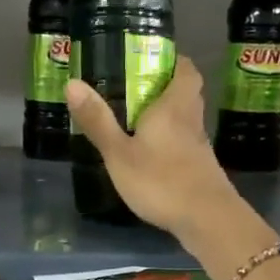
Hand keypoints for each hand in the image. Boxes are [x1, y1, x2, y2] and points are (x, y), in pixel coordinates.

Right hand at [66, 56, 236, 237]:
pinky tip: (152, 154)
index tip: (150, 60)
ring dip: (168, 115)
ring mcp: (199, 145)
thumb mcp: (119, 153)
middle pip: (186, 92)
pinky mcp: (201, 168)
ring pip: (186, 118)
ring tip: (139, 121)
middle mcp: (191, 119)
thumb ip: (97, 120)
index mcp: (173, 106)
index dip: (172, 60)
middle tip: (136, 89)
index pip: (184, 69)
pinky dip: (170, 141)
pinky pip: (185, 142)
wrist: (207, 219)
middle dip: (165, 86)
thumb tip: (72, 82)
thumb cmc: (161, 180)